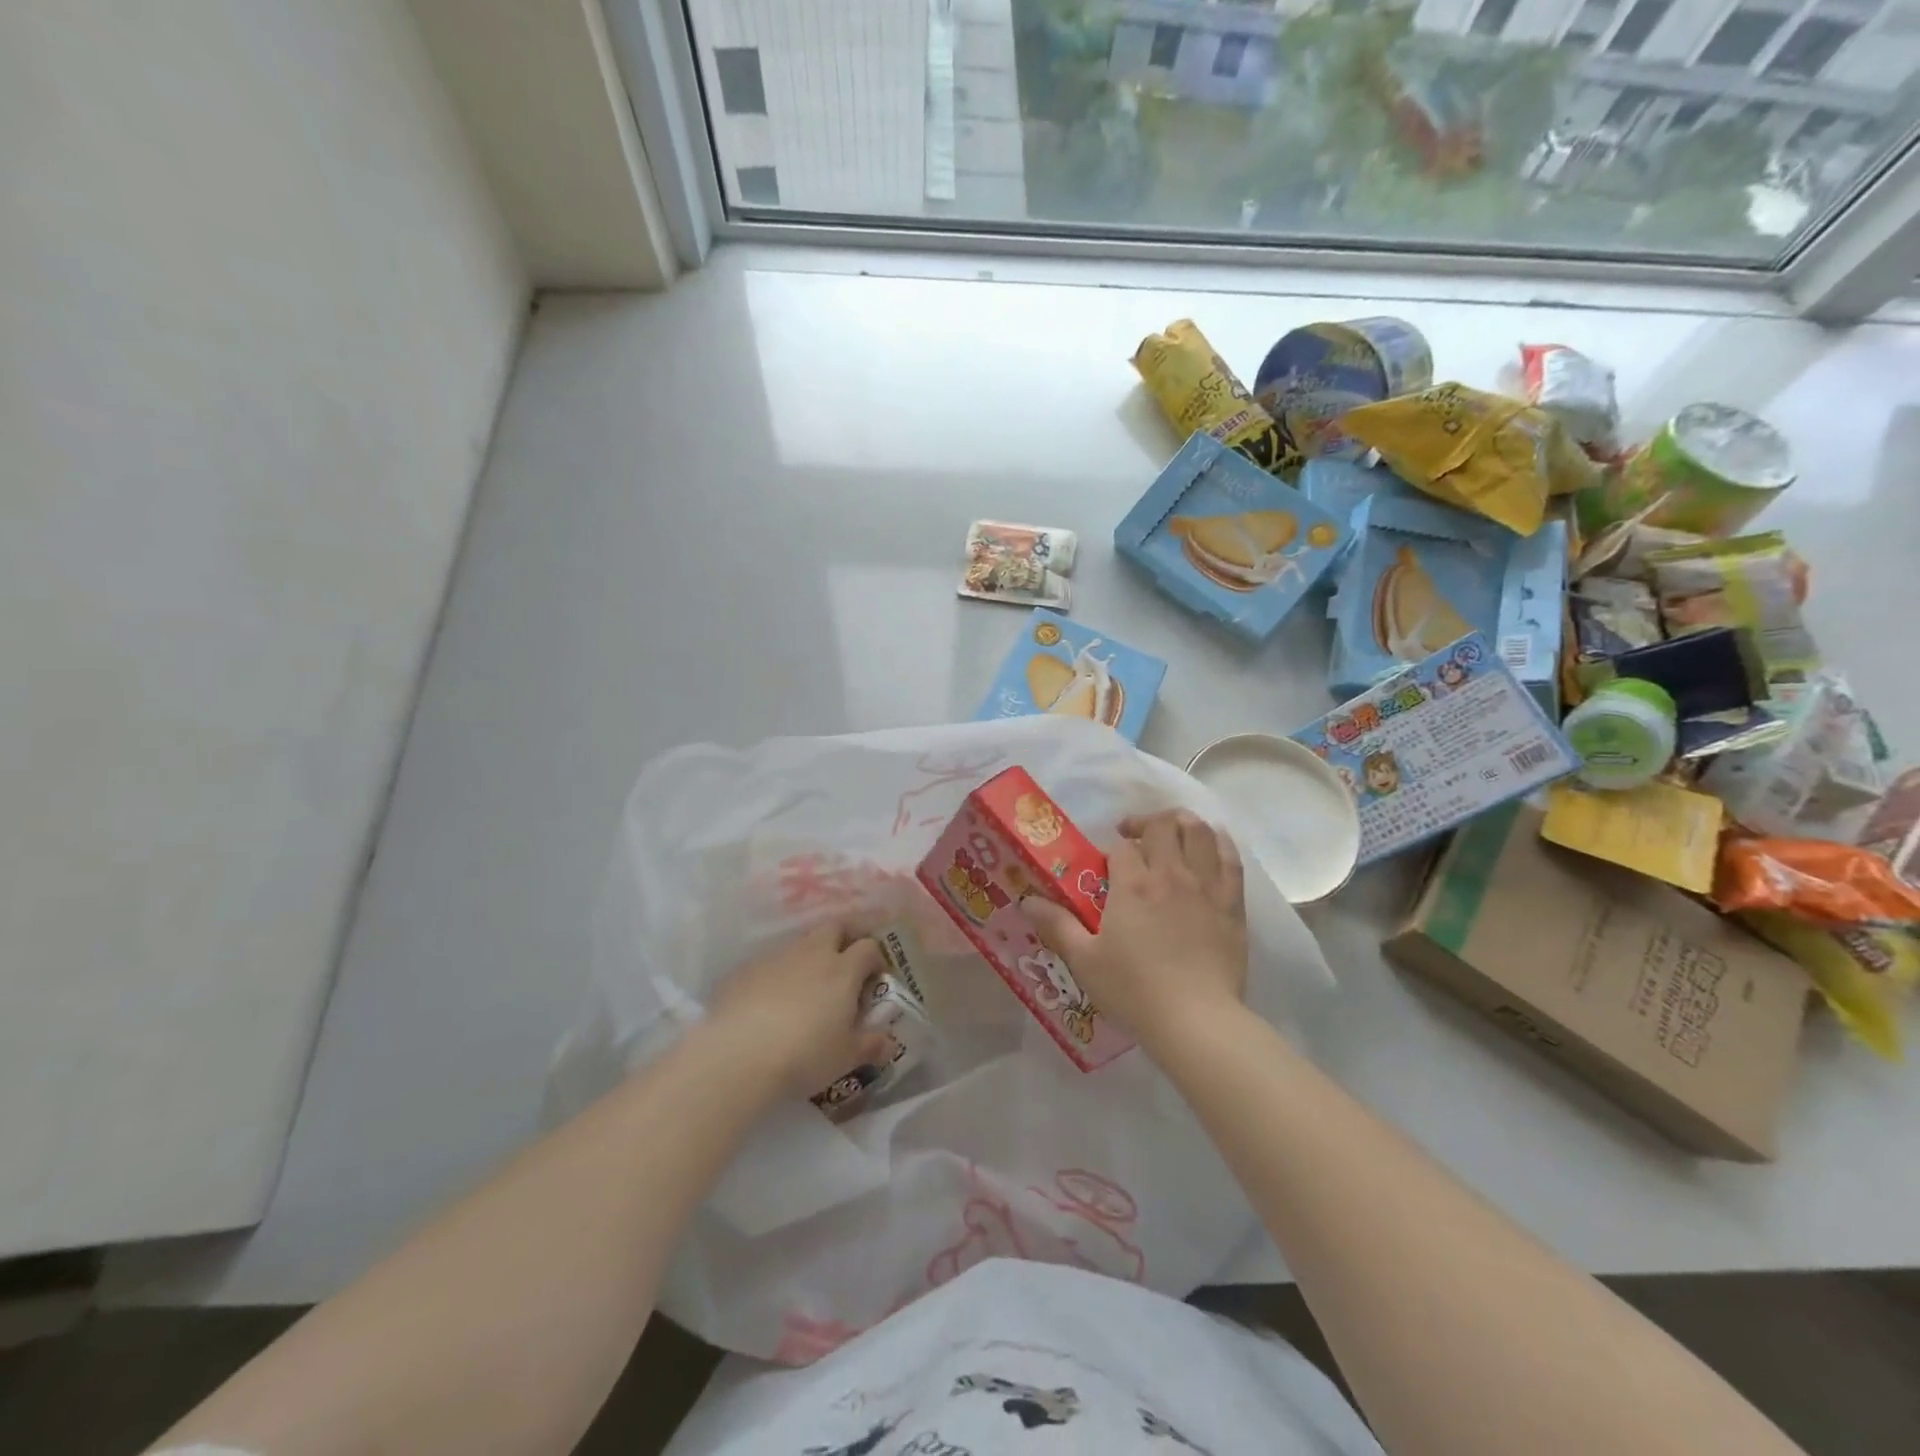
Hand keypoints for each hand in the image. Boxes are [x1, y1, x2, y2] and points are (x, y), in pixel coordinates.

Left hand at [706, 920, 891, 1100]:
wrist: (737, 1055)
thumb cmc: (804, 1054)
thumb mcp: (845, 1057)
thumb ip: (871, 1046)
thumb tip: (890, 1043)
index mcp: (843, 969)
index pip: (869, 947)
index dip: (876, 959)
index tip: (875, 979)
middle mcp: (812, 953)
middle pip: (835, 927)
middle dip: (844, 939)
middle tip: (845, 966)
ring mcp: (776, 957)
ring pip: (800, 943)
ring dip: (809, 956)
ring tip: (806, 988)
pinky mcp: (745, 969)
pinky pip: (769, 962)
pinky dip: (777, 974)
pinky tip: (769, 1001)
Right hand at [1025, 810, 1247, 1045]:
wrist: (1196, 1020)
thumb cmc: (1134, 990)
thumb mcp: (1085, 960)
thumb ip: (1057, 925)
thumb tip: (1027, 901)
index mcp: (1133, 885)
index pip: (1121, 847)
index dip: (1111, 851)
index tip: (1106, 869)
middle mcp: (1171, 874)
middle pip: (1163, 826)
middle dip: (1145, 824)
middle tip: (1134, 838)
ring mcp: (1207, 887)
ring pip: (1199, 832)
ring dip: (1182, 823)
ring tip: (1171, 832)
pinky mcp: (1232, 904)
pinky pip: (1231, 859)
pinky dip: (1219, 843)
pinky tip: (1211, 845)